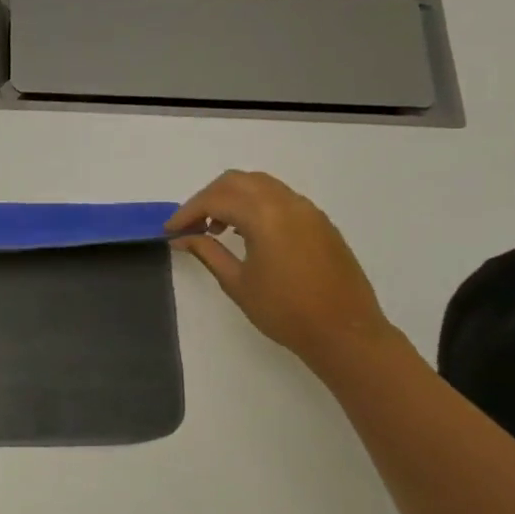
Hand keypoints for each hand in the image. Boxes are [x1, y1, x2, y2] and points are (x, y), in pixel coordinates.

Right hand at [166, 170, 396, 372]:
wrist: (344, 332)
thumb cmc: (284, 311)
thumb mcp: (236, 282)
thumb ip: (207, 252)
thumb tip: (182, 238)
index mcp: (265, 217)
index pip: (215, 199)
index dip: (187, 212)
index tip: (170, 231)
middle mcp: (288, 203)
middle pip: (237, 181)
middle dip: (208, 198)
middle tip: (191, 225)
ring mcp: (308, 211)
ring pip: (261, 185)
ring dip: (232, 198)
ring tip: (216, 229)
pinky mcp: (320, 222)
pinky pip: (280, 198)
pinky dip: (255, 205)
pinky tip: (246, 233)